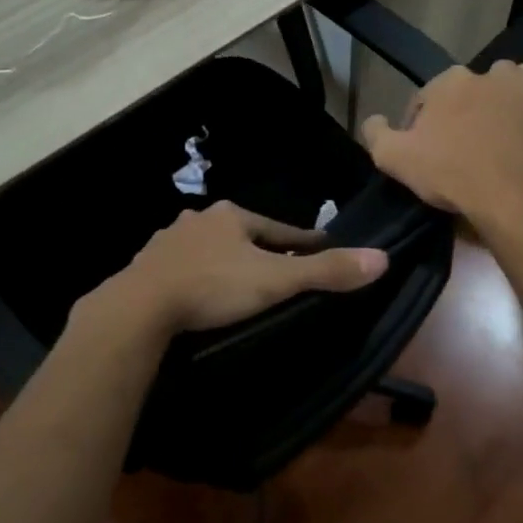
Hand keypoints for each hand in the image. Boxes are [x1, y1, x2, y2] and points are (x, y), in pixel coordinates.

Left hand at [78, 201, 387, 340]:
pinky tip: (197, 291)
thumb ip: (324, 272)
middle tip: (279, 269)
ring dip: (225, 259)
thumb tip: (381, 258)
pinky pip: (181, 266)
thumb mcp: (275, 280)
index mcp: (231, 216)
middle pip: (241, 234)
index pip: (279, 226)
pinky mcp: (147, 265)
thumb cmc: (213, 286)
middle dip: (260, 247)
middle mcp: (199, 219)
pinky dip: (196, 275)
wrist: (141, 306)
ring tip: (238, 281)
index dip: (301, 238)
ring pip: (208, 247)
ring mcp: (168, 240)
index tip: (319, 245)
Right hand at [361, 64, 522, 225]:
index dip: (421, 126)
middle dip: (456, 112)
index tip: (426, 152)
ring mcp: (517, 83)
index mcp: (443, 82)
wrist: (510, 197)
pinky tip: (519, 114)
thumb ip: (375, 133)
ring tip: (490, 131)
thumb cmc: (449, 174)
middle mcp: (480, 73)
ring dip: (491, 99)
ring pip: (498, 82)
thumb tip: (374, 119)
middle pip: (461, 92)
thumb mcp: (393, 159)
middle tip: (458, 147)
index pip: (424, 100)